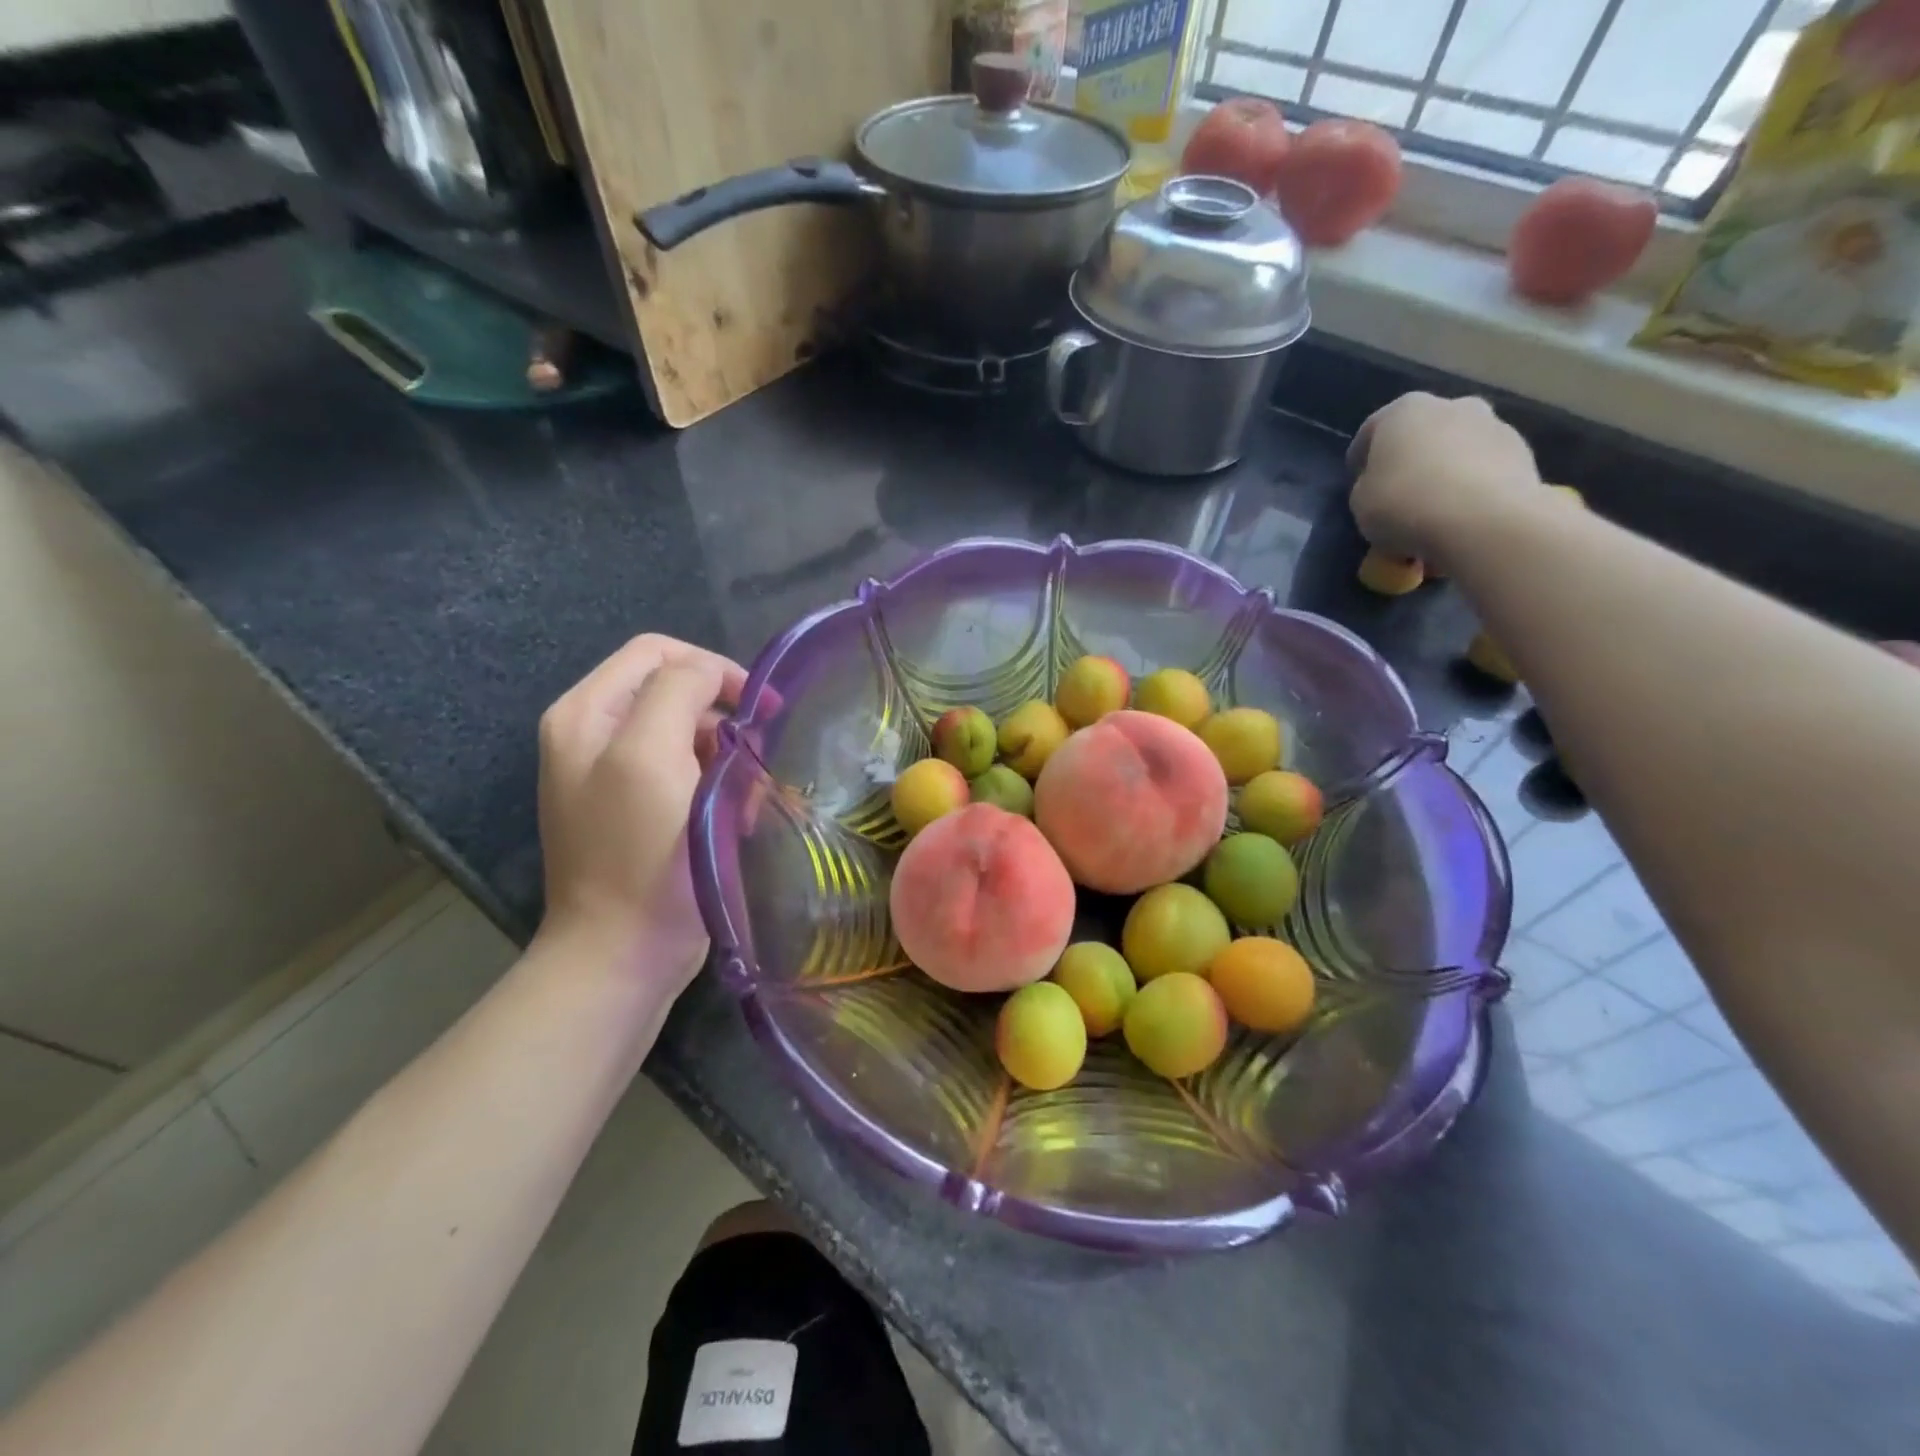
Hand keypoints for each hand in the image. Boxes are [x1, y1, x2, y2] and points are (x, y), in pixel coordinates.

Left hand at [536, 634, 746, 991]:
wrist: (623, 954)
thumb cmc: (640, 855)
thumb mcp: (649, 757)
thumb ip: (677, 692)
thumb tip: (711, 676)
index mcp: (586, 714)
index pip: (658, 654)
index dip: (714, 669)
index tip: (758, 709)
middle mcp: (594, 736)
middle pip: (675, 693)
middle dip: (724, 721)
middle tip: (757, 756)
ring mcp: (615, 776)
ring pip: (690, 736)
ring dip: (728, 759)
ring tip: (748, 799)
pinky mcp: (641, 811)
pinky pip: (689, 774)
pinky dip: (719, 788)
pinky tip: (736, 819)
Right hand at [1348, 393, 1542, 560]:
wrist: (1483, 521)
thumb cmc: (1404, 504)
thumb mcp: (1360, 502)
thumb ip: (1368, 487)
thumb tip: (1383, 487)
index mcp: (1404, 410)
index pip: (1372, 431)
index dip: (1360, 460)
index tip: (1358, 485)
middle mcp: (1453, 406)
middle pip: (1422, 435)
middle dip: (1411, 462)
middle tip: (1399, 498)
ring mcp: (1494, 426)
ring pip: (1457, 452)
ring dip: (1445, 476)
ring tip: (1434, 517)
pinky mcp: (1523, 455)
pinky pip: (1484, 473)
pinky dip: (1471, 491)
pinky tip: (1461, 521)